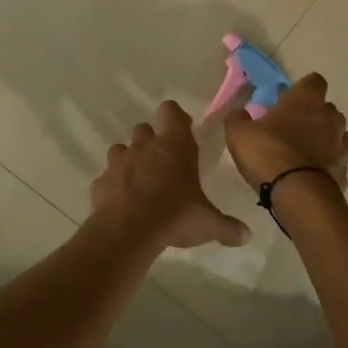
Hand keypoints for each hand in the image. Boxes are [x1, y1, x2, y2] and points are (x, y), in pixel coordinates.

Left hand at [89, 101, 251, 250]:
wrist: (127, 232)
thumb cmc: (174, 216)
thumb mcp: (208, 224)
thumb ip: (228, 227)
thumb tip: (247, 236)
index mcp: (174, 146)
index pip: (171, 111)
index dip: (176, 118)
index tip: (183, 131)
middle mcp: (144, 146)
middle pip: (144, 128)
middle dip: (152, 141)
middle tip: (163, 163)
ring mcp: (118, 162)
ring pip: (121, 149)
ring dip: (130, 160)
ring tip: (140, 182)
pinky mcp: (100, 182)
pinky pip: (107, 177)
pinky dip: (114, 185)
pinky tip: (122, 202)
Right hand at [225, 73, 347, 192]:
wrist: (299, 194)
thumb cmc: (269, 153)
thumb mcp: (239, 133)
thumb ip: (238, 118)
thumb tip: (240, 112)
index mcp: (306, 99)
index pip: (313, 81)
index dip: (301, 90)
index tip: (287, 100)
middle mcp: (330, 115)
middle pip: (324, 108)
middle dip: (311, 115)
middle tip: (289, 128)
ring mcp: (341, 142)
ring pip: (333, 133)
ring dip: (320, 138)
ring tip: (300, 153)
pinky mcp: (344, 167)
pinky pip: (334, 158)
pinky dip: (324, 161)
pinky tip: (308, 172)